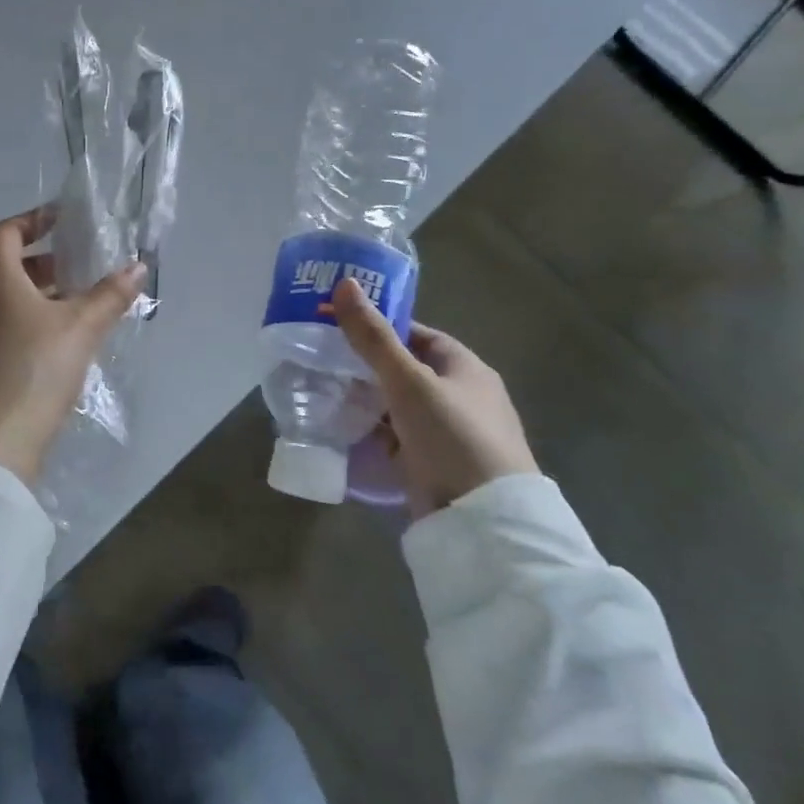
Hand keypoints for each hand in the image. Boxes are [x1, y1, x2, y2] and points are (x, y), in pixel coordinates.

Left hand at [0, 207, 146, 484]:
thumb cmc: (34, 368)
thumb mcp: (80, 327)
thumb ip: (109, 295)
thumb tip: (138, 267)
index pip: (6, 232)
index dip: (34, 219)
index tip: (65, 220)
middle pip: (10, 264)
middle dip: (48, 259)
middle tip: (84, 263)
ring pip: (14, 297)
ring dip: (47, 292)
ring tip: (87, 300)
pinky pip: (14, 324)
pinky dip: (40, 318)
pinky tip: (71, 337)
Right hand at [331, 277, 537, 508]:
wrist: (483, 520)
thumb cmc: (452, 436)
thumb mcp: (408, 381)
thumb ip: (373, 337)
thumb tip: (344, 284)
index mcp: (465, 368)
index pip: (417, 335)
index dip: (379, 327)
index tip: (337, 326)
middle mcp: (460, 397)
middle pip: (405, 370)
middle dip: (365, 366)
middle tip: (320, 360)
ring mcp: (447, 433)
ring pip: (397, 406)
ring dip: (365, 401)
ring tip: (321, 392)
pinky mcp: (433, 464)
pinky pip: (396, 438)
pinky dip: (372, 432)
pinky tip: (342, 430)